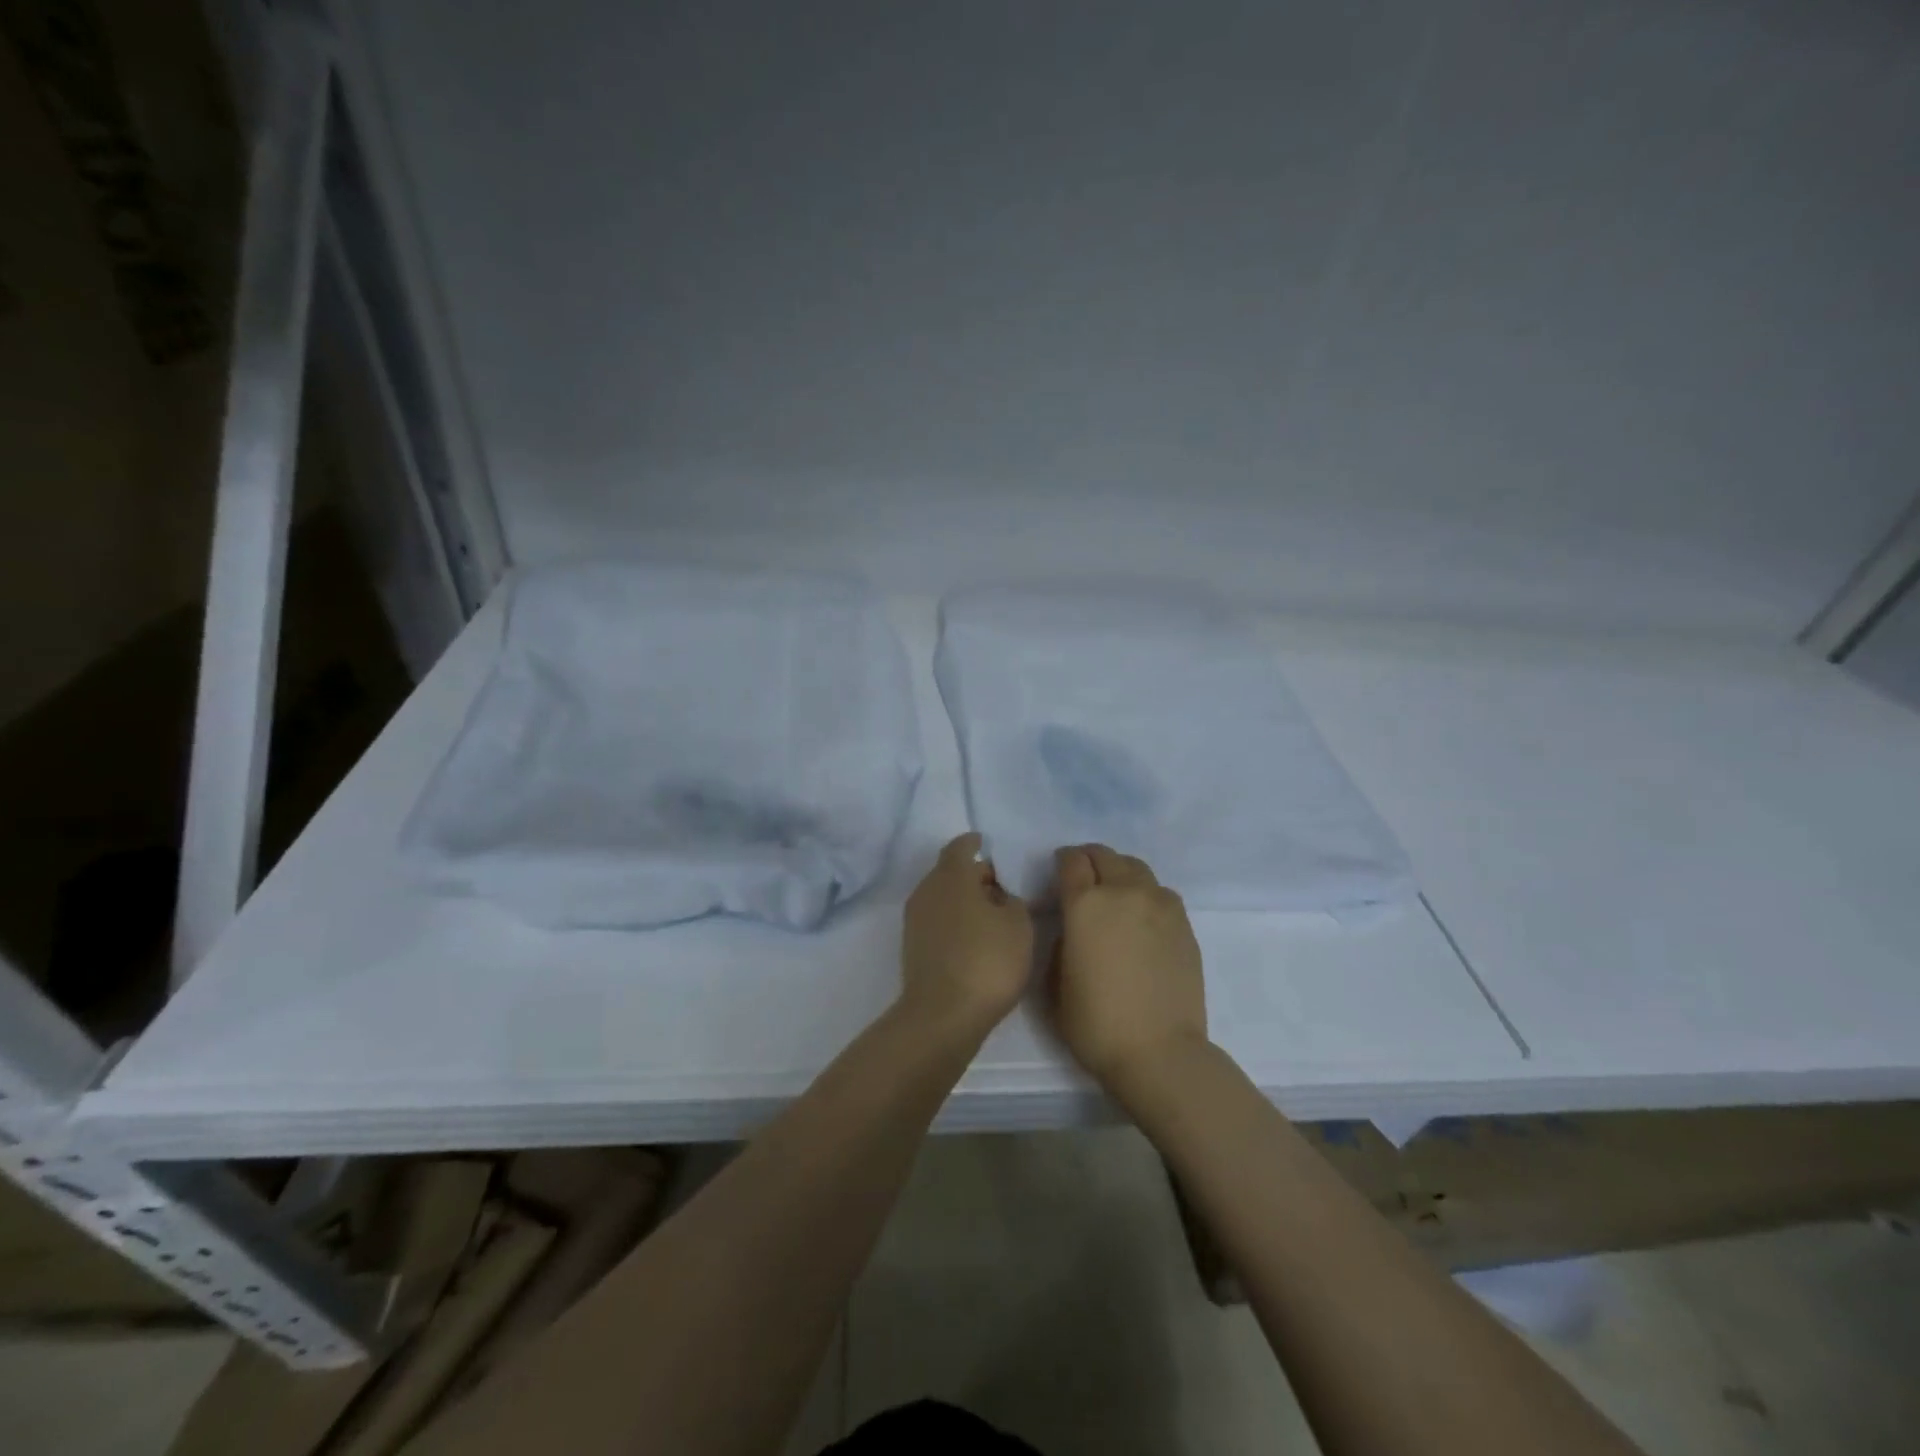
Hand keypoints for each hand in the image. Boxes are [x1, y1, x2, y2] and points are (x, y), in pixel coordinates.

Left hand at [899, 833, 1033, 1040]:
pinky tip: (976, 939)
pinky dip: (955, 921)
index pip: (961, 846)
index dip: (977, 844)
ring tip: (993, 916)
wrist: (943, 1016)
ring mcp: (915, 920)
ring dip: (964, 901)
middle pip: (951, 871)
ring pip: (943, 897)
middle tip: (1003, 887)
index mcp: (951, 875)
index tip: (992, 847)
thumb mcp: (1019, 924)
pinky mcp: (913, 947)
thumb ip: (1012, 899)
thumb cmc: (987, 960)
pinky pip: (938, 920)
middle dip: (975, 875)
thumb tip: (998, 894)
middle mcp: (926, 889)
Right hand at [1049, 844, 1207, 1092]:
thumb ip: (1062, 943)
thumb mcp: (1055, 984)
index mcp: (1085, 904)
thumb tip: (1074, 929)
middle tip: (1084, 879)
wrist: (1159, 1052)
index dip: (1062, 862)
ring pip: (1136, 867)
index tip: (1059, 873)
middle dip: (1090, 860)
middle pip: (1105, 855)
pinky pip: (1160, 892)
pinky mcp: (1184, 923)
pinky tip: (1142, 918)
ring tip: (1115, 895)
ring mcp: (1159, 905)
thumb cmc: (1096, 1023)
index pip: (1071, 861)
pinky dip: (1146, 894)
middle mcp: (1123, 892)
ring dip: (1120, 873)